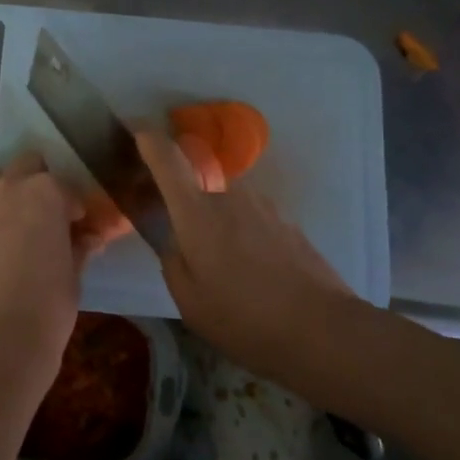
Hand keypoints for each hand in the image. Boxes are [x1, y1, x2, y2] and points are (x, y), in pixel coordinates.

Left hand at [0, 154, 85, 368]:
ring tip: (6, 229)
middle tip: (39, 215)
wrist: (0, 337)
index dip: (71, 206)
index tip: (74, 224)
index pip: (63, 186)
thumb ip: (79, 244)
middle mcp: (6, 186)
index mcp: (46, 191)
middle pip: (23, 166)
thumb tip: (88, 237)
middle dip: (34, 184)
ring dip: (1, 197)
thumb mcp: (74, 271)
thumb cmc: (50, 303)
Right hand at [136, 129, 355, 370]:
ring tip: (226, 274)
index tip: (137, 130)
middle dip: (187, 211)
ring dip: (219, 229)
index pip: (168, 159)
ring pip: (228, 208)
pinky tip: (254, 278)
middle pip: (199, 189)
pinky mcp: (288, 224)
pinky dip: (245, 240)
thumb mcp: (189, 301)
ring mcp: (265, 207)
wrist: (322, 329)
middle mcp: (231, 197)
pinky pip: (253, 222)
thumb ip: (173, 262)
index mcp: (197, 212)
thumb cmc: (243, 317)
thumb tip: (177, 242)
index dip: (149, 140)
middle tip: (187, 249)